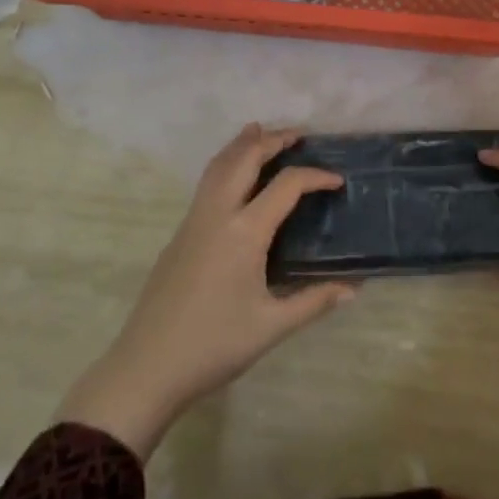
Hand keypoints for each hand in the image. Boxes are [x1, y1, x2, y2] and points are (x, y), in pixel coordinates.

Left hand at [57, 124, 356, 458]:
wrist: (146, 366)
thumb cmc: (214, 345)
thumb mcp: (272, 326)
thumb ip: (314, 302)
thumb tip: (353, 289)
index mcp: (244, 232)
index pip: (285, 185)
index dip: (315, 176)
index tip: (337, 180)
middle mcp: (217, 215)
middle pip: (244, 159)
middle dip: (271, 140)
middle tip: (298, 134)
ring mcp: (192, 222)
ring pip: (217, 166)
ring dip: (242, 145)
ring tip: (259, 131)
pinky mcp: (179, 235)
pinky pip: (205, 184)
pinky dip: (225, 165)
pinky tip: (233, 178)